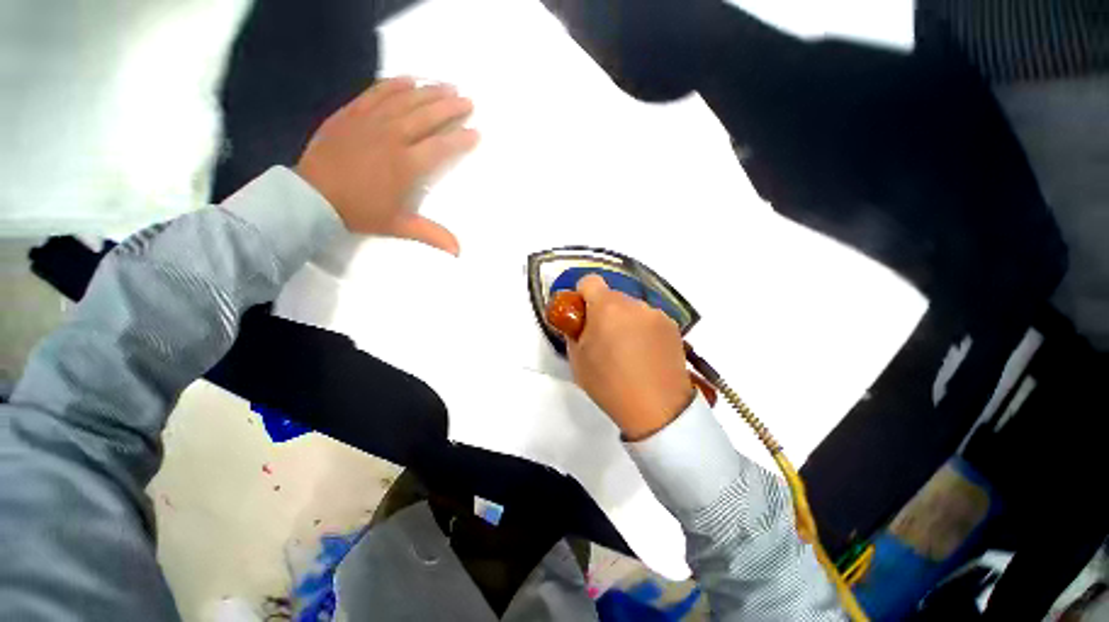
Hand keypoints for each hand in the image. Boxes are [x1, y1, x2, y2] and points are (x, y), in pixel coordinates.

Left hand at [295, 77, 478, 254]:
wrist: (313, 196)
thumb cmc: (359, 211)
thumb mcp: (398, 226)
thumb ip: (431, 234)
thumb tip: (459, 252)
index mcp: (406, 165)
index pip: (441, 147)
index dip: (461, 139)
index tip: (476, 132)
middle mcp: (393, 137)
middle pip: (427, 116)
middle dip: (450, 107)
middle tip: (467, 101)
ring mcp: (371, 121)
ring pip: (406, 99)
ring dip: (429, 91)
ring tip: (447, 85)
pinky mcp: (352, 113)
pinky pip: (377, 92)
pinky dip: (395, 84)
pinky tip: (409, 79)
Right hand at [567, 275, 694, 440]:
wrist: (657, 409)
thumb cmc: (609, 384)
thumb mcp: (577, 360)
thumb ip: (573, 332)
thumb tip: (579, 322)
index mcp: (607, 307)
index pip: (590, 281)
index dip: (582, 295)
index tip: (583, 315)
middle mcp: (634, 304)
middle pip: (612, 296)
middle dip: (604, 310)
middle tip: (604, 338)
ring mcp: (656, 314)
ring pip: (632, 308)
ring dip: (625, 320)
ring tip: (628, 350)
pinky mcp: (673, 326)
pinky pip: (649, 319)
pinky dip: (643, 329)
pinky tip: (645, 354)